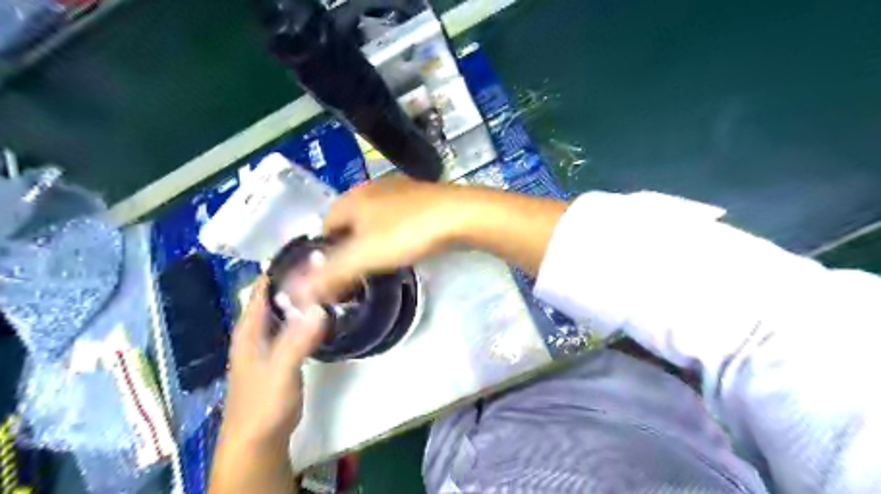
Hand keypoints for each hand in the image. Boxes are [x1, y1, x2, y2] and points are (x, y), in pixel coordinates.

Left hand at [221, 276, 325, 448]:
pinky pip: (296, 325)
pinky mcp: (282, 353)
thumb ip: (298, 339)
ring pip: (288, 310)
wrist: (258, 441)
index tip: (312, 251)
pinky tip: (327, 312)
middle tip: (331, 264)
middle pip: (278, 295)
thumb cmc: (263, 404)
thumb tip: (320, 306)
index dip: (284, 267)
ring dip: (306, 296)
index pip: (264, 286)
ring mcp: (270, 342)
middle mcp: (257, 330)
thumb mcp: (280, 370)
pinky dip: (309, 315)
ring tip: (334, 282)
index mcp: (250, 328)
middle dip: (301, 278)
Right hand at [312, 177, 470, 300]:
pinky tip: (406, 245)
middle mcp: (371, 188)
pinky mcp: (422, 196)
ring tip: (382, 262)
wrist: (460, 215)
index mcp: (351, 198)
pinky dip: (395, 232)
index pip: (324, 227)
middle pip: (349, 222)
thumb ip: (329, 274)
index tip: (333, 276)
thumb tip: (296, 293)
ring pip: (374, 218)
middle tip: (358, 272)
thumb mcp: (364, 256)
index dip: (324, 253)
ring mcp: (399, 189)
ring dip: (373, 239)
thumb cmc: (407, 233)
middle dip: (349, 246)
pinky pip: (397, 217)